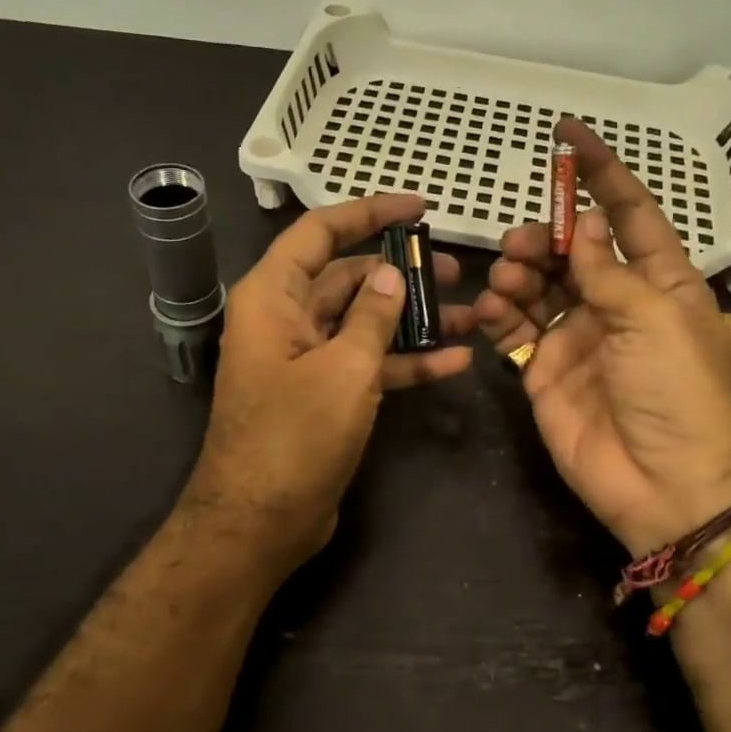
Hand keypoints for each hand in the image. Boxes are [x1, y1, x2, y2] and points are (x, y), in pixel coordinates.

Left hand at [184, 193, 474, 568]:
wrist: (260, 523)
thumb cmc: (294, 437)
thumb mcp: (343, 369)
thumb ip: (373, 315)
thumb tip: (391, 273)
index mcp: (274, 296)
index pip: (321, 231)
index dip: (369, 212)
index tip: (419, 208)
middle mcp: (286, 318)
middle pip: (348, 277)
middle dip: (402, 272)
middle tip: (456, 270)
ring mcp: (306, 358)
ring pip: (364, 322)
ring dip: (414, 319)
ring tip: (470, 312)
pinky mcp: (324, 394)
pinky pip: (368, 364)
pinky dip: (406, 362)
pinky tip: (455, 361)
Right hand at [474, 120, 730, 554]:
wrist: (663, 484)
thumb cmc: (675, 390)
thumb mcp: (652, 318)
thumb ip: (609, 270)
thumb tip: (589, 225)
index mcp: (660, 281)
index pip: (629, 212)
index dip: (601, 173)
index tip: (566, 135)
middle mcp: (617, 302)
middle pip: (574, 248)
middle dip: (546, 235)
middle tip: (525, 245)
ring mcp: (578, 337)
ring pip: (539, 283)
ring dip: (519, 270)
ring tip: (509, 276)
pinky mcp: (545, 370)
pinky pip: (515, 329)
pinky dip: (498, 313)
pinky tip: (489, 310)